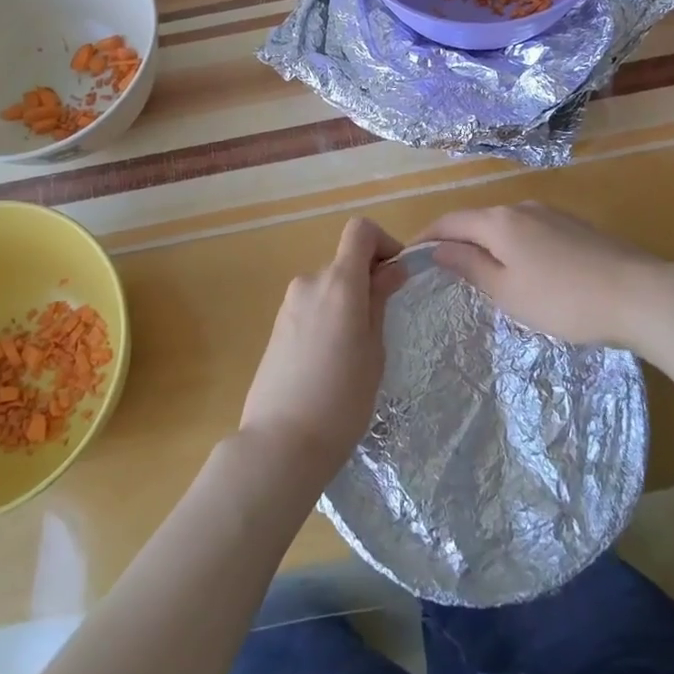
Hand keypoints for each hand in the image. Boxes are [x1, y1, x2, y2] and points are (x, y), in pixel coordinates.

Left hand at [239, 217, 402, 486]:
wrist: (281, 443)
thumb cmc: (342, 399)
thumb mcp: (374, 349)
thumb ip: (379, 300)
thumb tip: (393, 268)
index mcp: (338, 282)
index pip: (360, 230)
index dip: (384, 242)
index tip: (396, 275)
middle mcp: (309, 282)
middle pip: (345, 262)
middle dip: (368, 280)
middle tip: (383, 324)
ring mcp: (288, 304)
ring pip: (328, 286)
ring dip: (347, 301)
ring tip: (356, 351)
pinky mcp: (277, 326)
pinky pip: (311, 307)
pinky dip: (328, 317)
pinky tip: (331, 361)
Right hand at [415, 202, 673, 360]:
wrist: (640, 294)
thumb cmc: (563, 299)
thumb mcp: (507, 291)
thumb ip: (470, 266)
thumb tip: (438, 249)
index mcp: (499, 221)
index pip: (450, 221)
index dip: (427, 236)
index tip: (409, 256)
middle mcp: (522, 207)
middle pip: (478, 220)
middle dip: (456, 240)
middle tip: (442, 269)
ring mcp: (553, 214)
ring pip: (506, 225)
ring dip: (486, 243)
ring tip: (480, 272)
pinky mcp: (576, 227)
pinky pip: (530, 231)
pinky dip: (514, 246)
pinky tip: (523, 269)